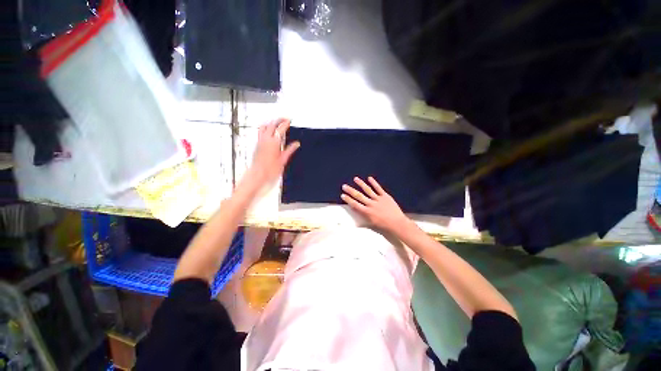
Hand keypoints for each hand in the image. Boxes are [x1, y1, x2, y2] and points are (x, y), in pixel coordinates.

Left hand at [245, 118, 299, 187]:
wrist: (258, 174)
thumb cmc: (271, 169)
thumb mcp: (283, 159)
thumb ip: (290, 149)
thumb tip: (296, 144)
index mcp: (274, 142)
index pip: (280, 129)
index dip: (285, 123)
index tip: (289, 121)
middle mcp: (266, 139)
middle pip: (272, 124)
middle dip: (278, 120)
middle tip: (284, 119)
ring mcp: (260, 141)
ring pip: (264, 126)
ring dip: (271, 123)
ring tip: (276, 123)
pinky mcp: (257, 144)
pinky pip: (260, 131)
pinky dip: (266, 128)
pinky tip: (269, 131)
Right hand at [341, 176, 410, 231]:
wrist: (397, 223)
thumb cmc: (384, 225)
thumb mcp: (372, 223)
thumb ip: (364, 216)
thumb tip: (356, 212)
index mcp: (367, 212)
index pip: (355, 204)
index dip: (348, 199)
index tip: (342, 195)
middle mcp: (371, 204)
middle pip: (359, 196)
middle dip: (351, 191)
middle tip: (344, 186)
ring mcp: (378, 199)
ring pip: (368, 190)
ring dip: (361, 184)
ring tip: (355, 179)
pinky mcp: (385, 196)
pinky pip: (378, 188)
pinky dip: (374, 183)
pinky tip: (369, 178)